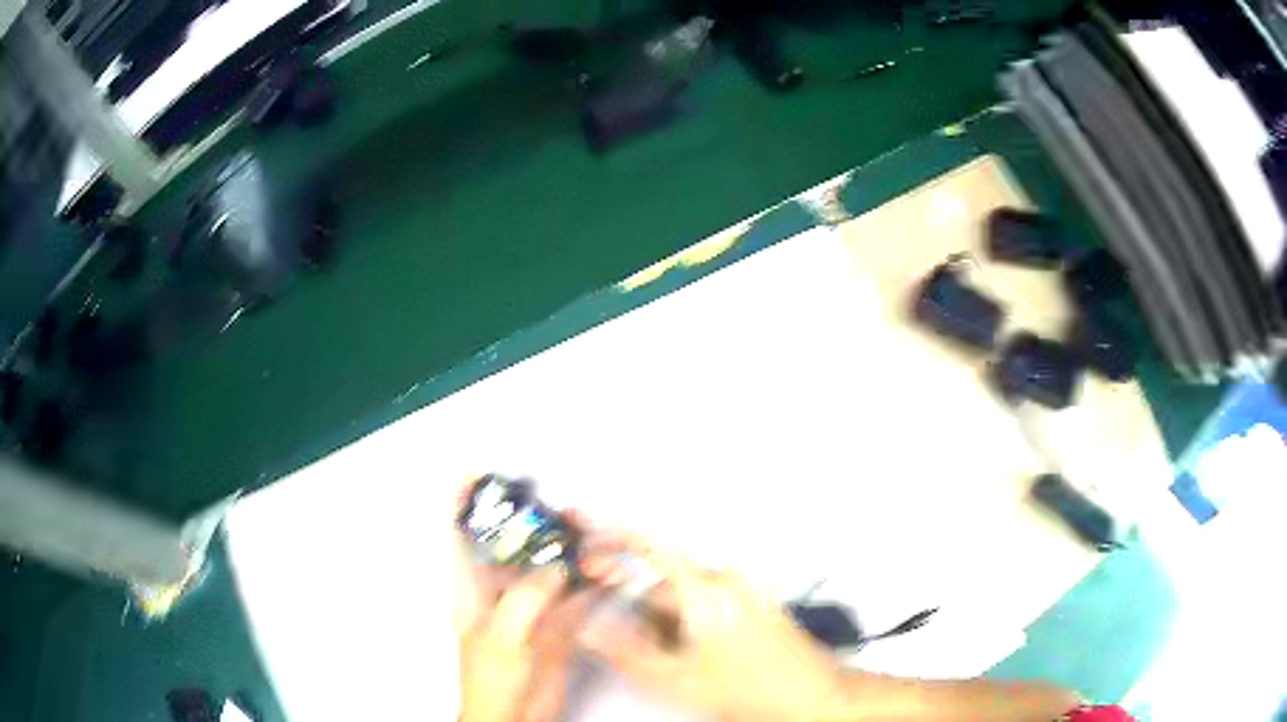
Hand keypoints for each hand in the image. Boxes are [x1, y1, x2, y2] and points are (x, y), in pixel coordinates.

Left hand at [454, 479, 598, 721]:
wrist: (516, 718)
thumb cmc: (492, 683)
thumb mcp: (503, 637)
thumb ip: (526, 599)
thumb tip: (552, 568)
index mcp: (474, 591)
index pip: (463, 536)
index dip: (464, 502)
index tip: (472, 470)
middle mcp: (502, 593)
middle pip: (516, 545)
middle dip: (535, 521)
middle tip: (556, 503)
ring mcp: (532, 608)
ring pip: (551, 566)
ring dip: (570, 549)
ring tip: (589, 530)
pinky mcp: (559, 625)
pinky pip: (577, 594)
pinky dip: (593, 581)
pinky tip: (607, 570)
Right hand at [579, 532, 1080, 721]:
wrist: (816, 697)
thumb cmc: (751, 690)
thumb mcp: (678, 678)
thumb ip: (627, 650)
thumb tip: (589, 625)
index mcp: (705, 591)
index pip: (651, 545)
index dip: (613, 530)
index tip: (583, 519)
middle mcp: (726, 580)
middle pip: (663, 572)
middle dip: (628, 583)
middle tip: (598, 596)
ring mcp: (743, 591)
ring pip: (683, 590)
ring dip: (655, 607)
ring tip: (645, 641)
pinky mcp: (752, 604)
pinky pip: (704, 599)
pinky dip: (680, 614)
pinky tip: (679, 644)